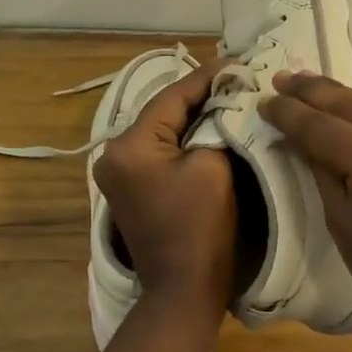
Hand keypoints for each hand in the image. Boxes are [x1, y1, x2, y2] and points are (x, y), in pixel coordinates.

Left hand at [94, 60, 236, 318]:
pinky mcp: (130, 189)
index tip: (238, 61)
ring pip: (161, 131)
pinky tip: (209, 126)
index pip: (172, 97)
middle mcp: (113, 154)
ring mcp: (118, 173)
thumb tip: (226, 100)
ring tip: (227, 95)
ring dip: (193, 116)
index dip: (208, 77)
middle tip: (236, 76)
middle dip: (200, 95)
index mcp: (129, 146)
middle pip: (163, 112)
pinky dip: (183, 139)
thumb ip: (216, 125)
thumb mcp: (214, 167)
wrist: (184, 290)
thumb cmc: (202, 228)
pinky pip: (159, 152)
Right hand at [263, 71, 351, 337]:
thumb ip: (322, 171)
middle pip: (349, 103)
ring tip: (308, 86)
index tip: (264, 100)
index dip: (289, 112)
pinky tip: (349, 112)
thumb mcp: (342, 224)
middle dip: (312, 90)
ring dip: (339, 98)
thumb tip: (302, 138)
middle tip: (282, 76)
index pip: (320, 126)